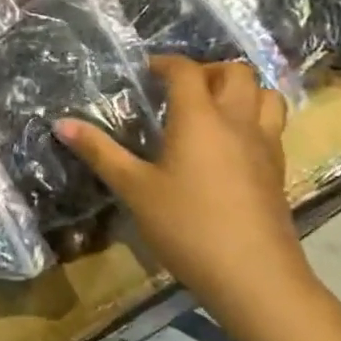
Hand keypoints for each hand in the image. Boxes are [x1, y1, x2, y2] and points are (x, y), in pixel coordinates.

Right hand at [59, 58, 318, 340]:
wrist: (255, 277)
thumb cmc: (188, 227)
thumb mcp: (135, 190)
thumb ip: (100, 152)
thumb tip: (61, 123)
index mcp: (199, 118)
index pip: (186, 70)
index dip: (165, 62)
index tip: (146, 71)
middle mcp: (236, 121)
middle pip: (235, 72)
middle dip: (208, 70)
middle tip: (181, 90)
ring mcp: (264, 146)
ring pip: (265, 95)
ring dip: (241, 90)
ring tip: (214, 107)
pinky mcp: (278, 170)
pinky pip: (272, 125)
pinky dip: (254, 118)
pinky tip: (232, 143)